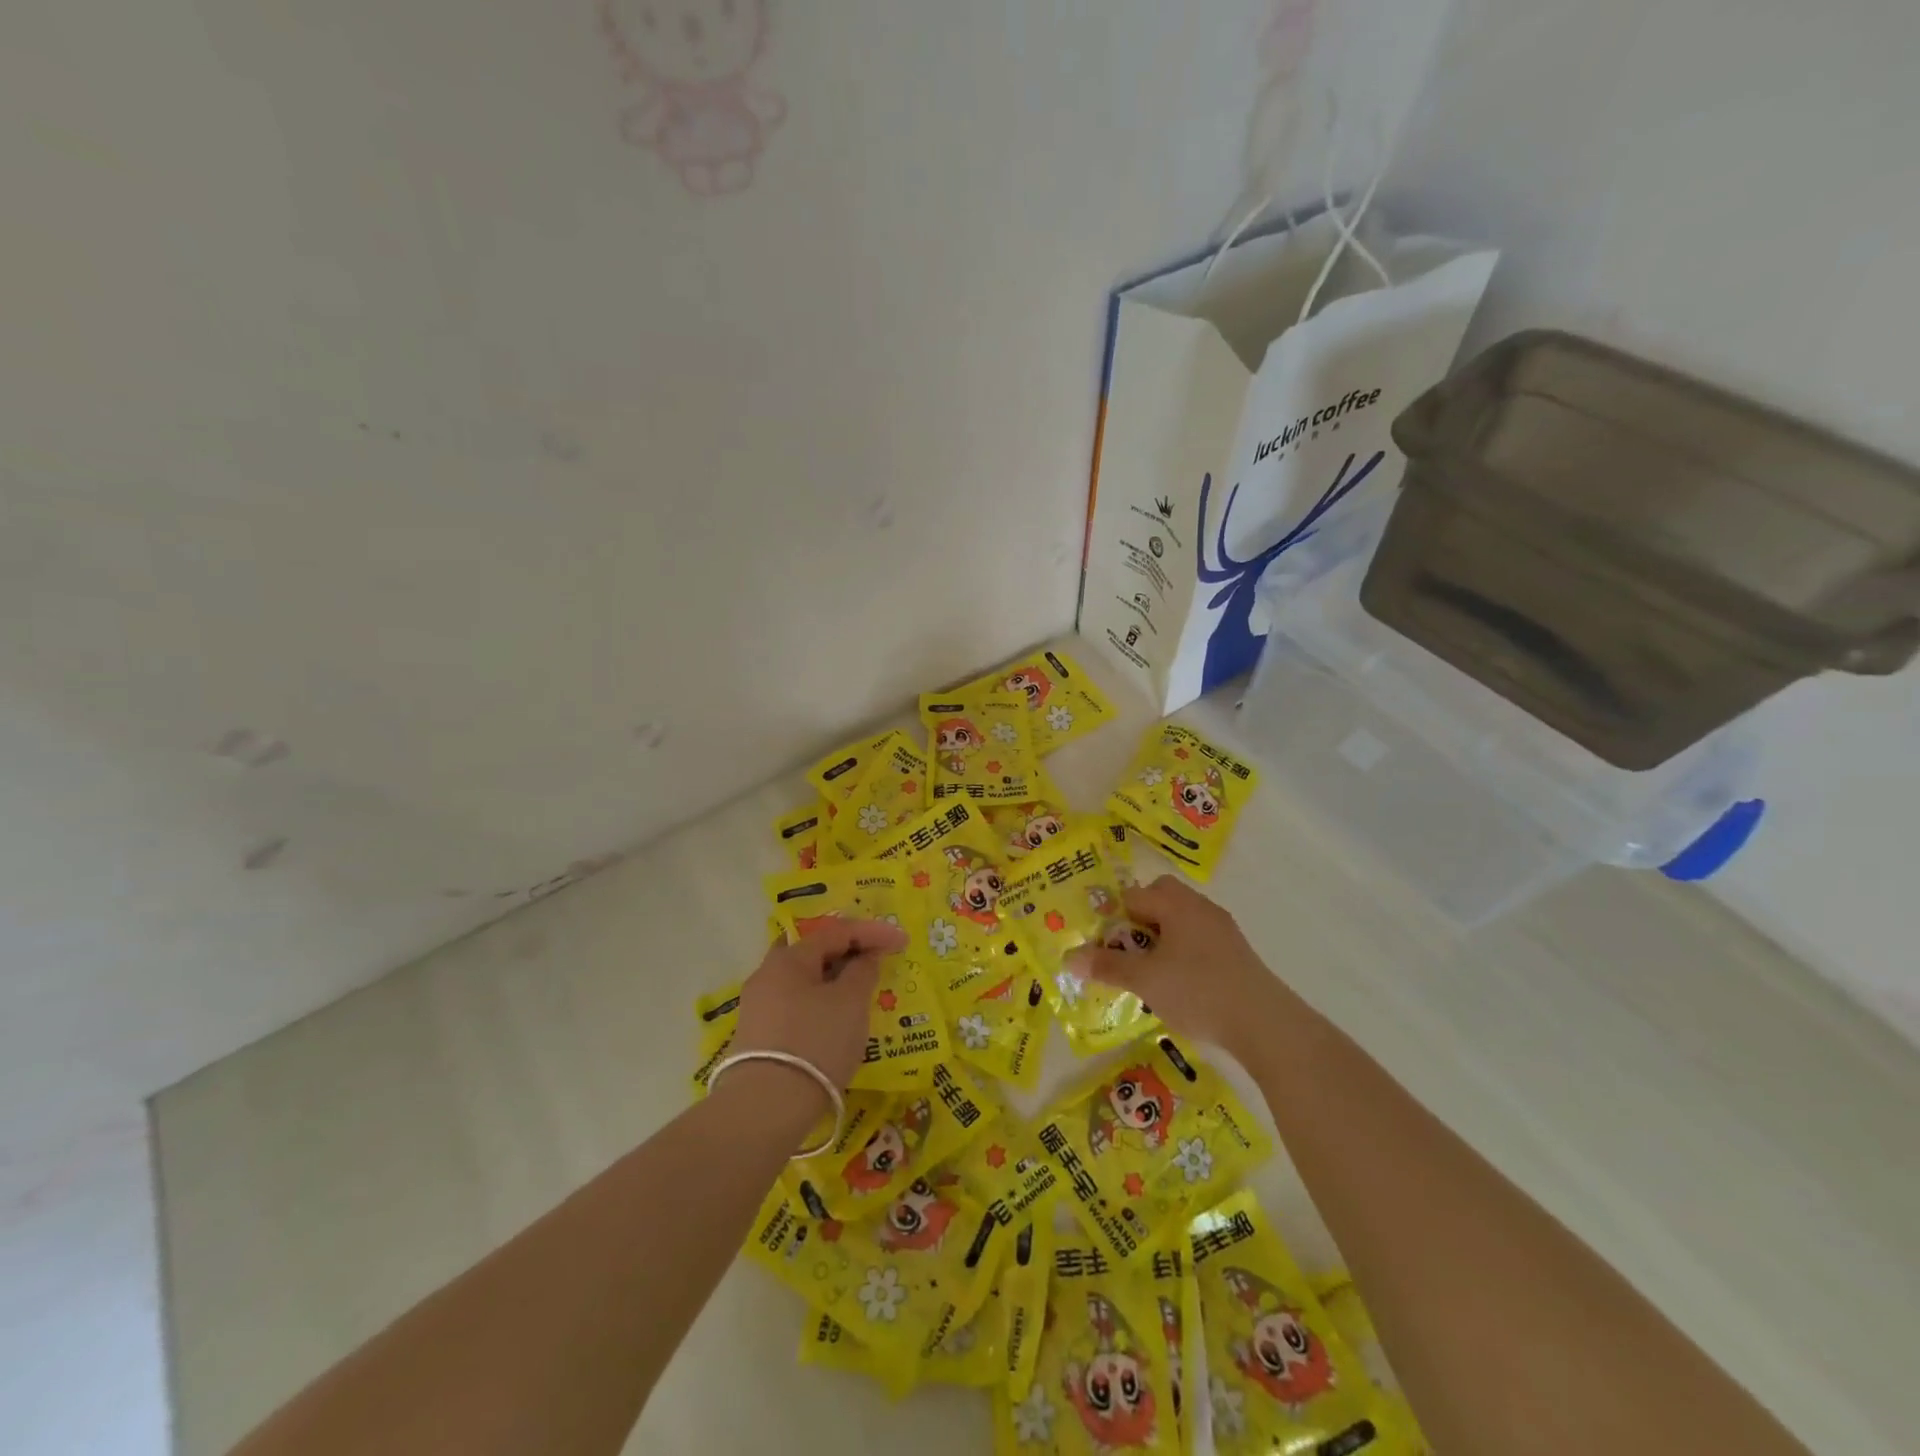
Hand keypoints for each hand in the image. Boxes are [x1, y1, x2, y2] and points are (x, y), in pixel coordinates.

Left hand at [733, 917, 906, 1095]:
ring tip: (861, 990)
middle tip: (876, 960)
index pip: (836, 931)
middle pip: (814, 952)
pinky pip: (797, 1004)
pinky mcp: (758, 1036)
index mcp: (789, 958)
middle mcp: (767, 974)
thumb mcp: (851, 1002)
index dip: (872, 932)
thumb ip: (863, 971)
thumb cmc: (816, 1042)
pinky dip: (821, 1002)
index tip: (902, 941)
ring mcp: (759, 1006)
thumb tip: (865, 957)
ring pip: (804, 980)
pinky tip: (836, 1018)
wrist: (766, 1108)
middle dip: (848, 952)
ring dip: (834, 979)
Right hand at [1068, 875, 1284, 1057]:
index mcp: (1176, 905)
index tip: (1104, 944)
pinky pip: (1199, 940)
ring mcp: (1223, 929)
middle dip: (1140, 921)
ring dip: (1162, 939)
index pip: (1134, 895)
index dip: (1114, 917)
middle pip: (1162, 899)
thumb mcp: (1144, 980)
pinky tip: (1179, 985)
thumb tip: (1069, 958)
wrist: (1264, 1023)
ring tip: (1150, 972)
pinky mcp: (1237, 953)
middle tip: (1128, 952)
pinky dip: (1183, 953)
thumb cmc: (1197, 991)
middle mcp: (1200, 908)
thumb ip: (1107, 966)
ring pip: (1181, 921)